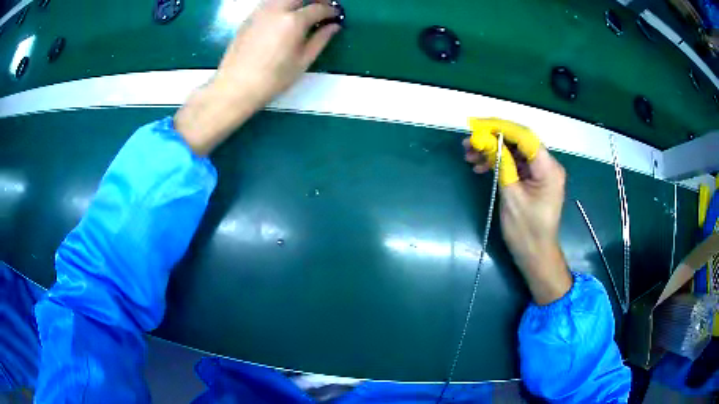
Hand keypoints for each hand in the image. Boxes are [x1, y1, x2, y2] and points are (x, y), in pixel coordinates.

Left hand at [175, 0, 340, 154]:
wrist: (235, 86)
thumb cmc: (272, 79)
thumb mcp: (302, 61)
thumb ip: (320, 39)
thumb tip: (334, 26)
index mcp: (293, 21)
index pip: (318, 8)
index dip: (330, 10)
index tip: (336, 16)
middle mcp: (277, 9)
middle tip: (321, 9)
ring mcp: (260, 11)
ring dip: (297, 1)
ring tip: (303, 11)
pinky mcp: (249, 17)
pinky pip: (270, 3)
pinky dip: (282, 4)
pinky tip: (284, 17)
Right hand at [463, 119, 571, 304]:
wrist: (535, 255)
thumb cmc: (526, 231)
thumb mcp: (512, 197)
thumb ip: (502, 165)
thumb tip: (486, 140)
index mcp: (548, 168)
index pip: (524, 136)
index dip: (500, 127)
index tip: (476, 126)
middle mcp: (547, 165)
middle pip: (519, 142)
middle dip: (493, 138)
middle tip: (468, 143)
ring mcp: (541, 172)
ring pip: (515, 151)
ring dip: (493, 151)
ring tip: (469, 156)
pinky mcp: (534, 179)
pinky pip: (515, 163)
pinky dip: (499, 162)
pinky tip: (481, 167)